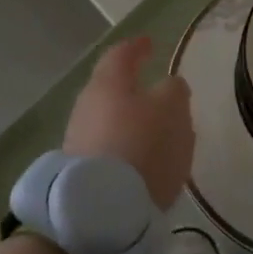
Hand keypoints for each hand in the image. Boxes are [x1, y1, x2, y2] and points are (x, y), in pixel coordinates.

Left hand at [63, 36, 194, 208]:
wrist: (103, 209)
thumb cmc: (143, 146)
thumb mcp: (173, 109)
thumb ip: (174, 90)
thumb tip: (168, 86)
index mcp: (108, 82)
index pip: (121, 54)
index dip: (137, 47)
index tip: (149, 43)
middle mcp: (86, 105)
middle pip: (111, 89)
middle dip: (134, 89)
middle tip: (157, 93)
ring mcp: (78, 140)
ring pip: (110, 121)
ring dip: (132, 123)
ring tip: (158, 134)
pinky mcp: (80, 173)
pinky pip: (108, 150)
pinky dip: (126, 149)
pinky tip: (144, 163)